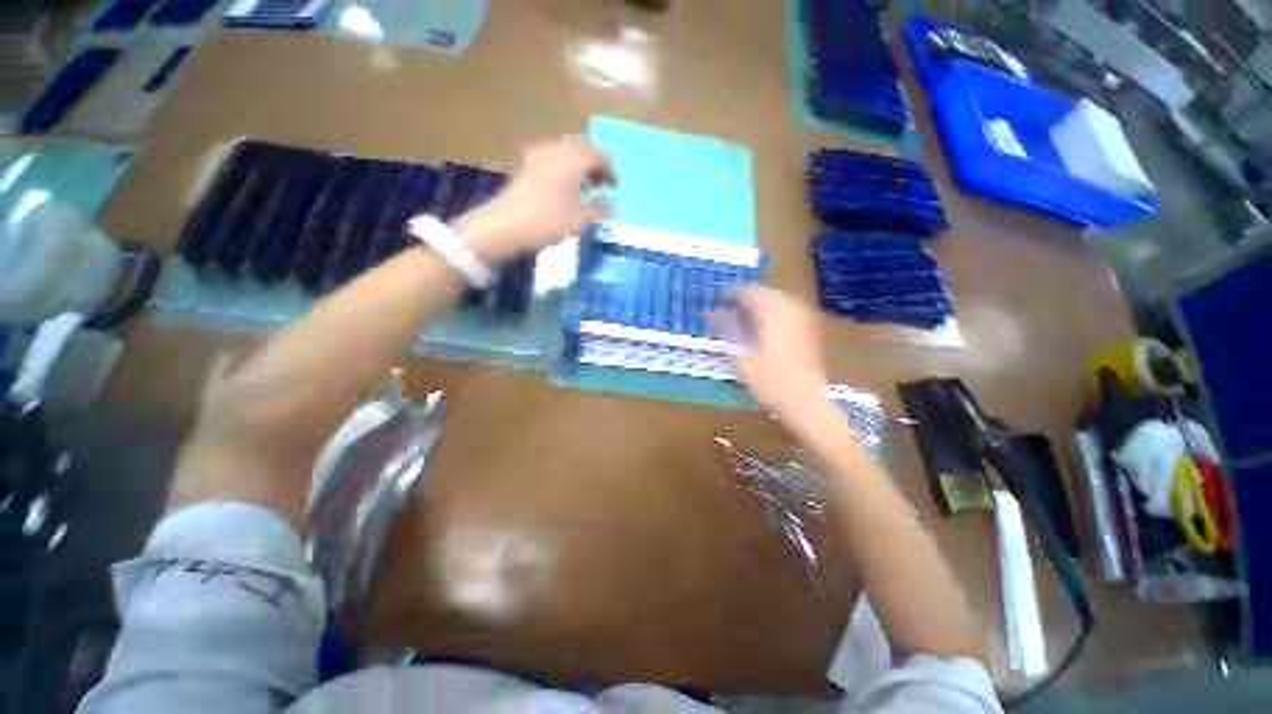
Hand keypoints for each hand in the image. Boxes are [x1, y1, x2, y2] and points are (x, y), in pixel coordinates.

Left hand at [458, 136, 615, 261]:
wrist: (503, 225)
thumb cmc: (545, 223)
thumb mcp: (577, 221)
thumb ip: (597, 210)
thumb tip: (611, 204)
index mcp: (572, 161)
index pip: (599, 156)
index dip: (610, 171)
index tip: (615, 188)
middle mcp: (557, 151)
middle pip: (583, 147)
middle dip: (596, 163)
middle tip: (602, 183)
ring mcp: (540, 155)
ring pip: (567, 149)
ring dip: (580, 163)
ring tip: (586, 185)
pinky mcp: (528, 164)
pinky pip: (554, 156)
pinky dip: (565, 165)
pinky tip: (566, 184)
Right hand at [711, 287, 827, 415]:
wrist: (806, 399)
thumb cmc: (769, 379)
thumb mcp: (741, 355)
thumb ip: (727, 330)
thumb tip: (711, 314)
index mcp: (772, 312)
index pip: (750, 292)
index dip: (733, 293)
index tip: (719, 297)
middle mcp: (790, 309)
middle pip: (766, 293)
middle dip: (748, 297)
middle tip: (731, 306)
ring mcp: (803, 319)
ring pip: (779, 300)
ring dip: (762, 303)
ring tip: (746, 314)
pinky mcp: (809, 330)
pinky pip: (790, 310)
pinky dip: (775, 312)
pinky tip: (766, 324)